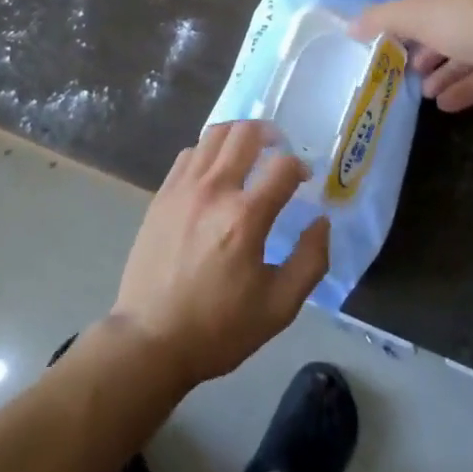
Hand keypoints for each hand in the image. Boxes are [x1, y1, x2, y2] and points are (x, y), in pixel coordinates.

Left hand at [111, 120, 328, 386]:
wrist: (151, 338)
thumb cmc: (219, 328)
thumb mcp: (279, 308)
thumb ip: (310, 261)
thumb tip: (321, 222)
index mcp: (245, 217)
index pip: (282, 166)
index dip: (299, 166)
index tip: (304, 179)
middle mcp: (214, 190)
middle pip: (245, 133)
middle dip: (270, 134)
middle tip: (279, 149)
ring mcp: (183, 187)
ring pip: (214, 134)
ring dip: (238, 135)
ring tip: (249, 151)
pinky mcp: (162, 193)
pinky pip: (189, 153)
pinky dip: (209, 150)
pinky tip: (215, 170)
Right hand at [352, 0, 472, 111]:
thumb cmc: (467, 20)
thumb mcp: (413, 15)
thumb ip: (380, 19)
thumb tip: (349, 26)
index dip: (407, 20)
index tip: (393, 43)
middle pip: (444, 24)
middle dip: (424, 51)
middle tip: (406, 70)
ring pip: (465, 50)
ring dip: (442, 71)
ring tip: (423, 93)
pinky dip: (464, 85)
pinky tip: (446, 105)